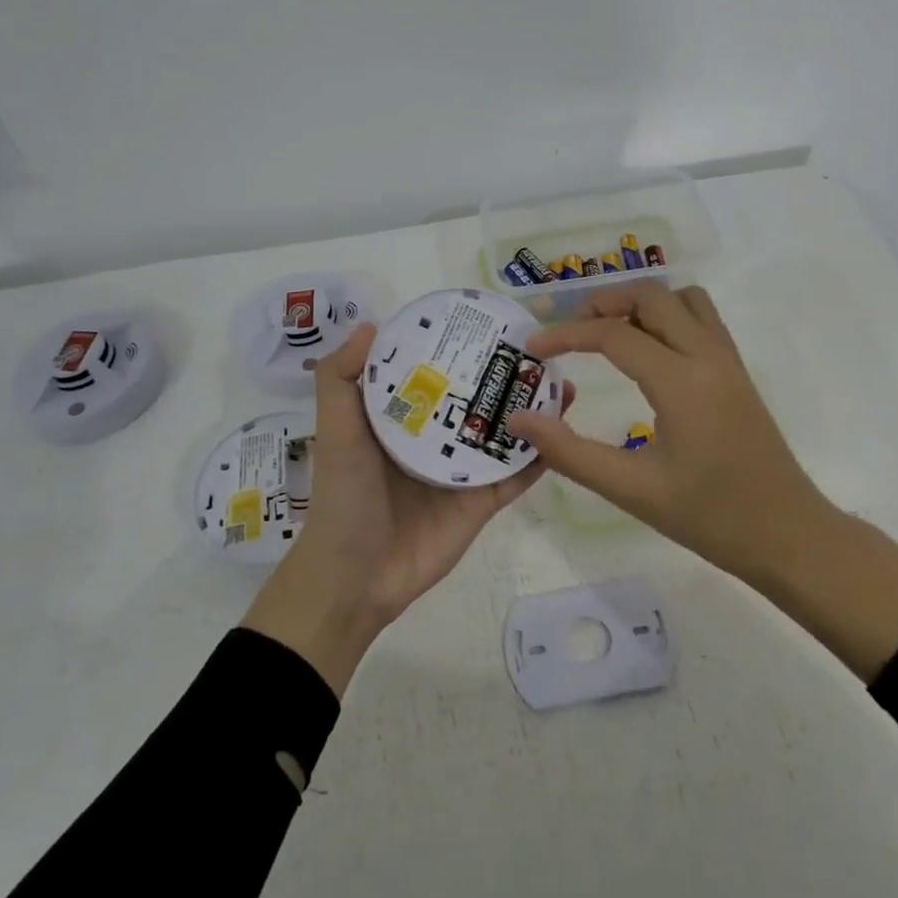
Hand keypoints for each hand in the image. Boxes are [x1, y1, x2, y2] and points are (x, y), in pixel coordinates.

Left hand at [243, 323, 568, 695]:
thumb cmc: (344, 496)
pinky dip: (539, 455)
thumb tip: (370, 324)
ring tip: (561, 381)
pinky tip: (563, 429)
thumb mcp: (335, 431)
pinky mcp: (483, 502)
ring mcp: (463, 471)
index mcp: (402, 418)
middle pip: (478, 399)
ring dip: (531, 410)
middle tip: (540, 349)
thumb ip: (340, 380)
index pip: (436, 373)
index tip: (487, 321)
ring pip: (504, 433)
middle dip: (505, 375)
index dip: (459, 347)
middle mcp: (436, 439)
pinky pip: (515, 474)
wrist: (357, 577)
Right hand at [506, 283, 897, 680]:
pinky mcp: (738, 372)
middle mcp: (708, 357)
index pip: (613, 335)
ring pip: (683, 299)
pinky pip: (702, 319)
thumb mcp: (632, 490)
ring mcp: (728, 361)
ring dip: (641, 303)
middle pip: (651, 297)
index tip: (533, 349)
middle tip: (569, 333)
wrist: (789, 536)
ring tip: (607, 332)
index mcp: (681, 382)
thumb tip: (520, 419)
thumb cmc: (711, 517)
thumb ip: (570, 452)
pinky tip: (648, 350)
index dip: (566, 335)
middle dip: (604, 304)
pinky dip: (668, 315)